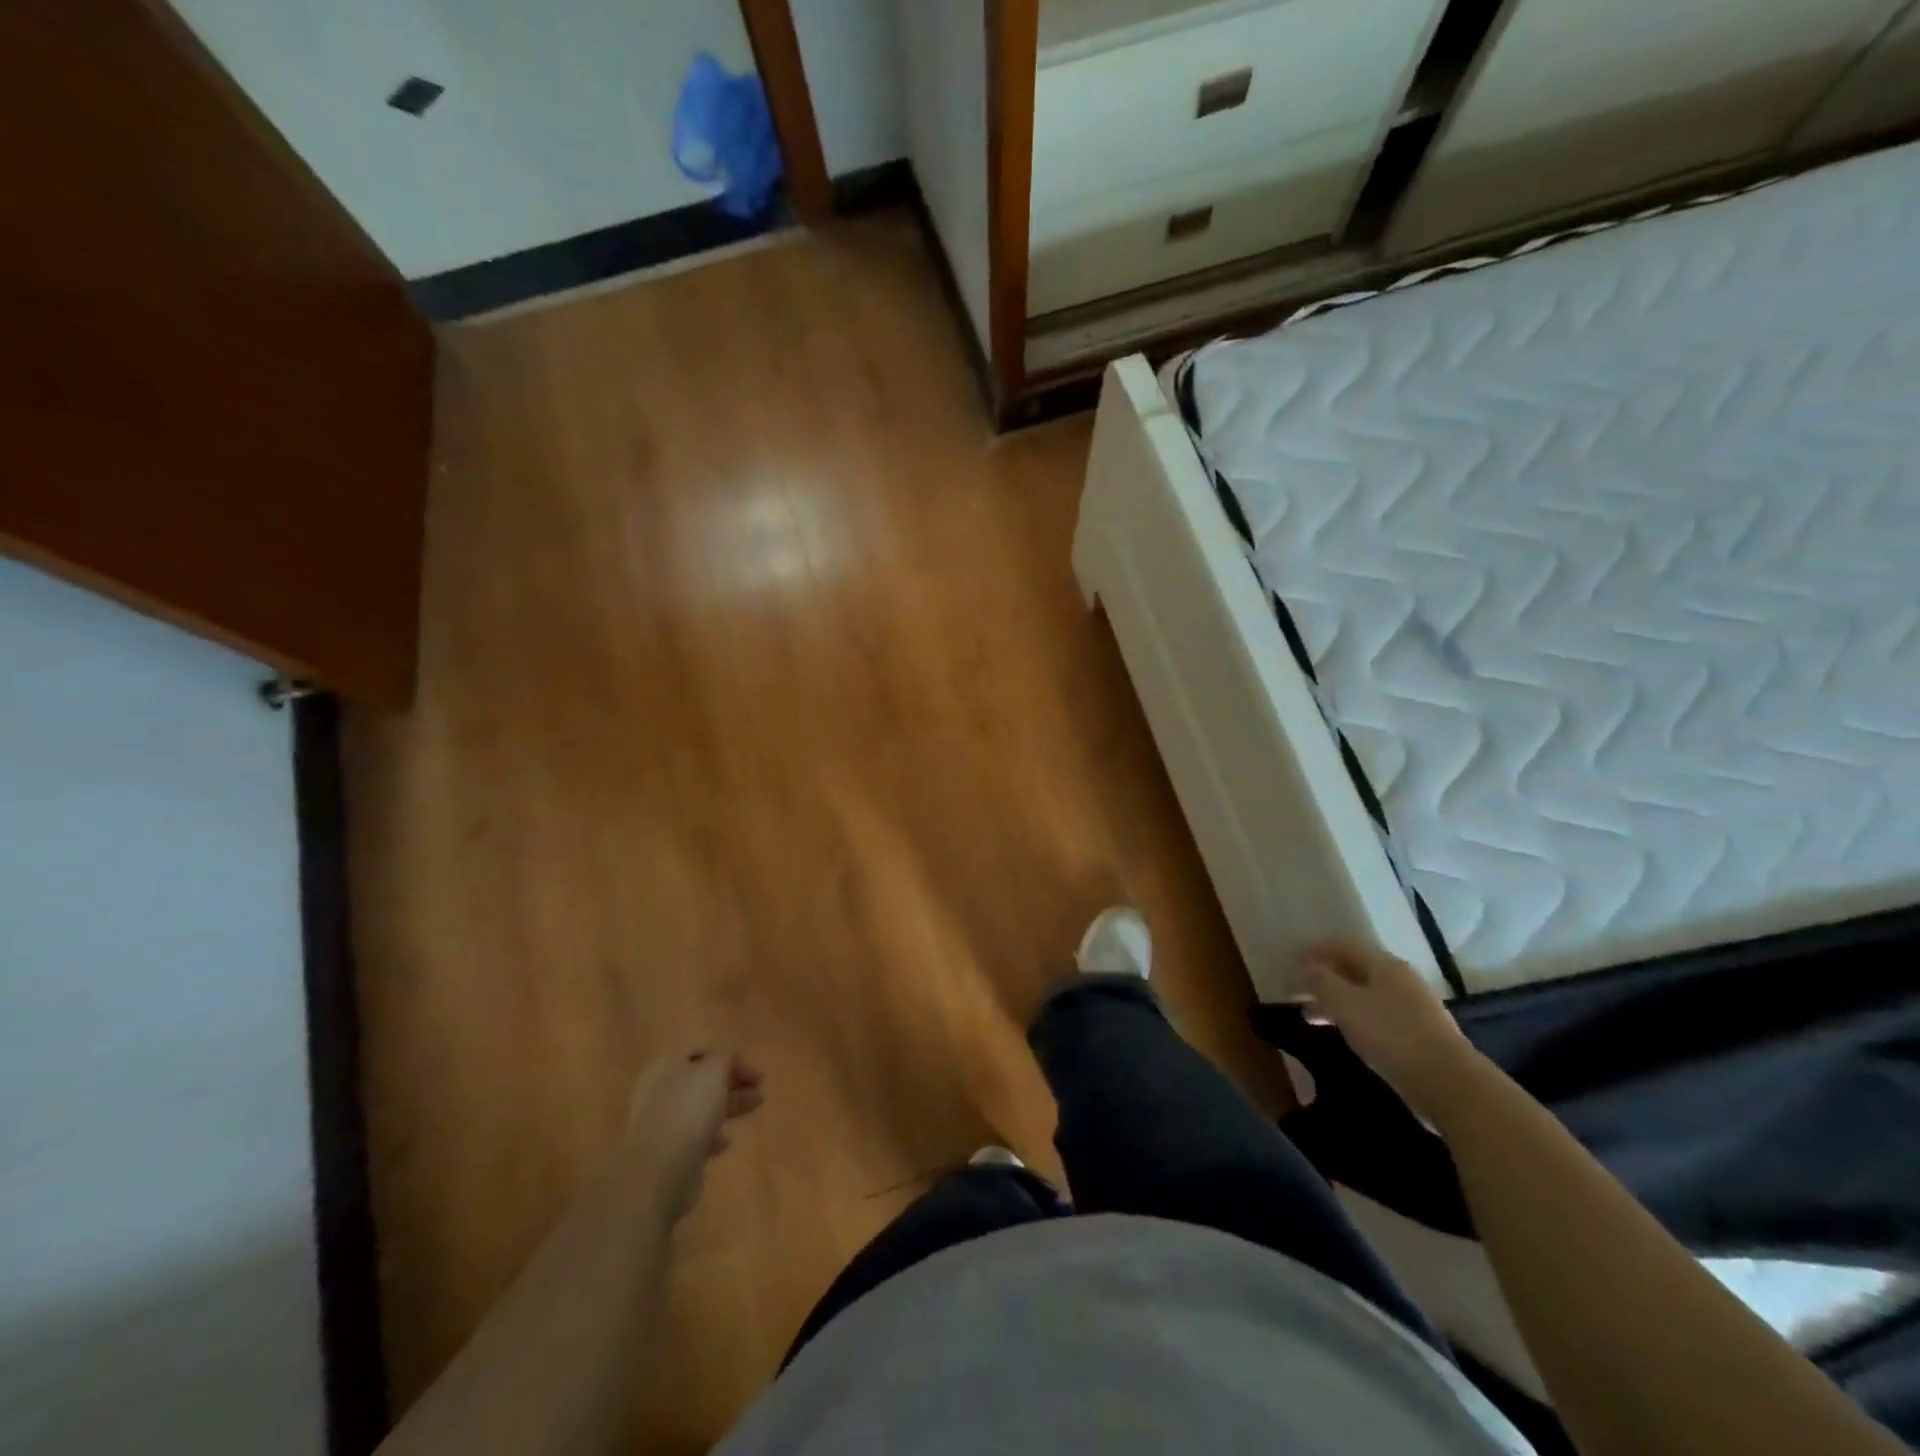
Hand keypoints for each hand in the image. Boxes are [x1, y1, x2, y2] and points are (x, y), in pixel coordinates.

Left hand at [624, 1052, 763, 1222]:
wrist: (660, 1170)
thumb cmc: (689, 1109)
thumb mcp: (714, 1070)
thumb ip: (724, 1058)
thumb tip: (726, 1060)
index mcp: (666, 1066)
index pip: (703, 1055)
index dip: (732, 1060)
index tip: (756, 1075)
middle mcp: (659, 1091)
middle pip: (702, 1082)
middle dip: (733, 1084)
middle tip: (759, 1091)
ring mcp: (660, 1123)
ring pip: (700, 1108)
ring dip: (728, 1107)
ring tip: (753, 1110)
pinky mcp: (665, 1153)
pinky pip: (694, 1136)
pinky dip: (712, 1135)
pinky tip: (724, 1143)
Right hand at [1298, 943, 1481, 1122]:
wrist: (1449, 1085)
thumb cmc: (1391, 1034)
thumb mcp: (1345, 1003)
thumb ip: (1321, 981)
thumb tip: (1306, 967)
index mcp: (1385, 966)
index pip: (1344, 946)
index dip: (1316, 950)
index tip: (1291, 959)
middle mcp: (1401, 981)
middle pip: (1355, 971)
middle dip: (1324, 978)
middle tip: (1296, 989)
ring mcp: (1414, 1010)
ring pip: (1365, 997)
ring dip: (1336, 1002)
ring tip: (1310, 1016)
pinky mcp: (1419, 1037)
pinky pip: (1377, 1018)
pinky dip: (1354, 1020)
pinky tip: (1344, 1034)